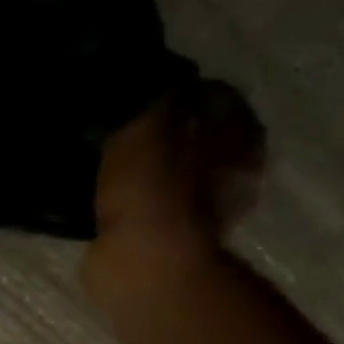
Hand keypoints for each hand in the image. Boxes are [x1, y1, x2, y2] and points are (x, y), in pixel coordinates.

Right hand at [91, 78, 265, 258]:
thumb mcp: (144, 128)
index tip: (132, 92)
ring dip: (146, 166)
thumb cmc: (153, 192)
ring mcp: (207, 210)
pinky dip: (133, 200)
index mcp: (240, 135)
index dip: (172, 86)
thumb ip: (146, 97)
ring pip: (173, 171)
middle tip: (114, 126)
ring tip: (103, 161)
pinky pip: (152, 205)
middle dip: (161, 127)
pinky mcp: (174, 241)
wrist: (146, 268)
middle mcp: (236, 169)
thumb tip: (142, 76)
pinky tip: (105, 197)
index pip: (211, 92)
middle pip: (195, 133)